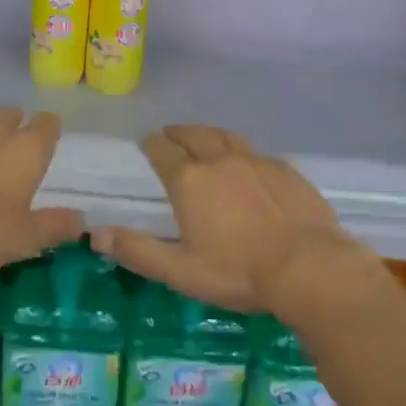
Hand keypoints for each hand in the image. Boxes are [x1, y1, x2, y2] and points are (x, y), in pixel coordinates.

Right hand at [91, 125, 368, 316]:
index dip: (151, 145)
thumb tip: (96, 235)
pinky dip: (243, 154)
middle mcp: (220, 161)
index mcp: (189, 181)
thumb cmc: (237, 272)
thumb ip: (138, 251)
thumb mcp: (180, 270)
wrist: (309, 267)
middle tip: (171, 134)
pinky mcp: (286, 170)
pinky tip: (248, 165)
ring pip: (226, 137)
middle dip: (178, 133)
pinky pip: (257, 154)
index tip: (146, 143)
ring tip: (204, 138)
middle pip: (194, 135)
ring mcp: (256, 162)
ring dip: (209, 135)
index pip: (162, 151)